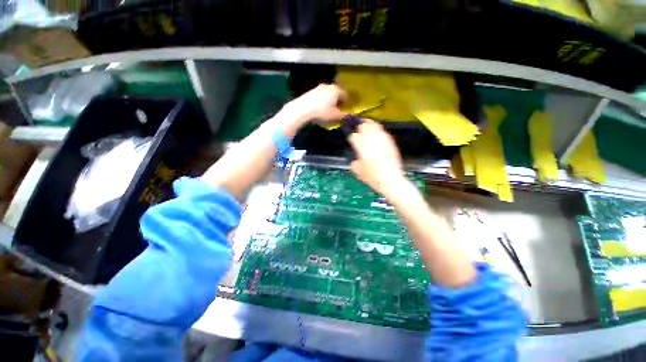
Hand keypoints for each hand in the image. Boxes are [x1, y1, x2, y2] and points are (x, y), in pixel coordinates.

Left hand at [283, 84, 347, 124]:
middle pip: (337, 92)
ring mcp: (320, 87)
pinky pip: (322, 95)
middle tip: (339, 109)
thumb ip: (344, 115)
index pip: (346, 95)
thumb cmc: (322, 112)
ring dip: (331, 100)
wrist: (303, 108)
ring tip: (330, 108)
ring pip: (329, 93)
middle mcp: (329, 86)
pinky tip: (321, 107)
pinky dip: (324, 100)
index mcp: (337, 90)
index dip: (347, 103)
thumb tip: (350, 115)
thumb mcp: (335, 115)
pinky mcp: (312, 90)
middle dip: (339, 100)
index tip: (347, 109)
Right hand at [348, 120, 404, 195]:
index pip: (354, 136)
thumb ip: (354, 163)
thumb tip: (355, 160)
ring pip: (375, 125)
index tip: (352, 140)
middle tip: (359, 129)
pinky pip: (383, 132)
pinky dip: (379, 131)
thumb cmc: (372, 176)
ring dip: (370, 125)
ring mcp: (382, 139)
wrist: (390, 179)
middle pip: (364, 126)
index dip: (352, 138)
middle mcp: (371, 139)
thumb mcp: (358, 171)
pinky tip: (378, 135)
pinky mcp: (390, 142)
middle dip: (361, 126)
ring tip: (368, 126)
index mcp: (361, 146)